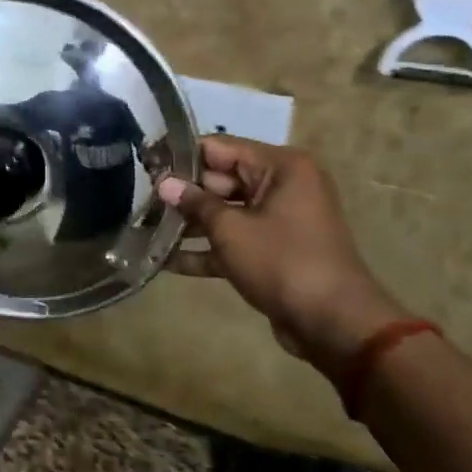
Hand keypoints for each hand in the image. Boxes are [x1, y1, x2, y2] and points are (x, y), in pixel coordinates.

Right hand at [159, 137, 404, 364]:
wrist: (332, 323)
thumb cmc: (282, 261)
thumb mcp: (231, 229)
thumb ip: (195, 202)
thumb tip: (164, 183)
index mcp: (281, 167)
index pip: (220, 148)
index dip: (181, 157)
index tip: (145, 165)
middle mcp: (282, 185)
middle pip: (220, 179)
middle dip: (182, 193)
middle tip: (138, 201)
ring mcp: (277, 220)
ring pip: (224, 212)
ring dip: (188, 223)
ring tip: (144, 229)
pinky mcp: (271, 250)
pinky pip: (232, 240)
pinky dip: (205, 249)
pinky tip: (165, 260)